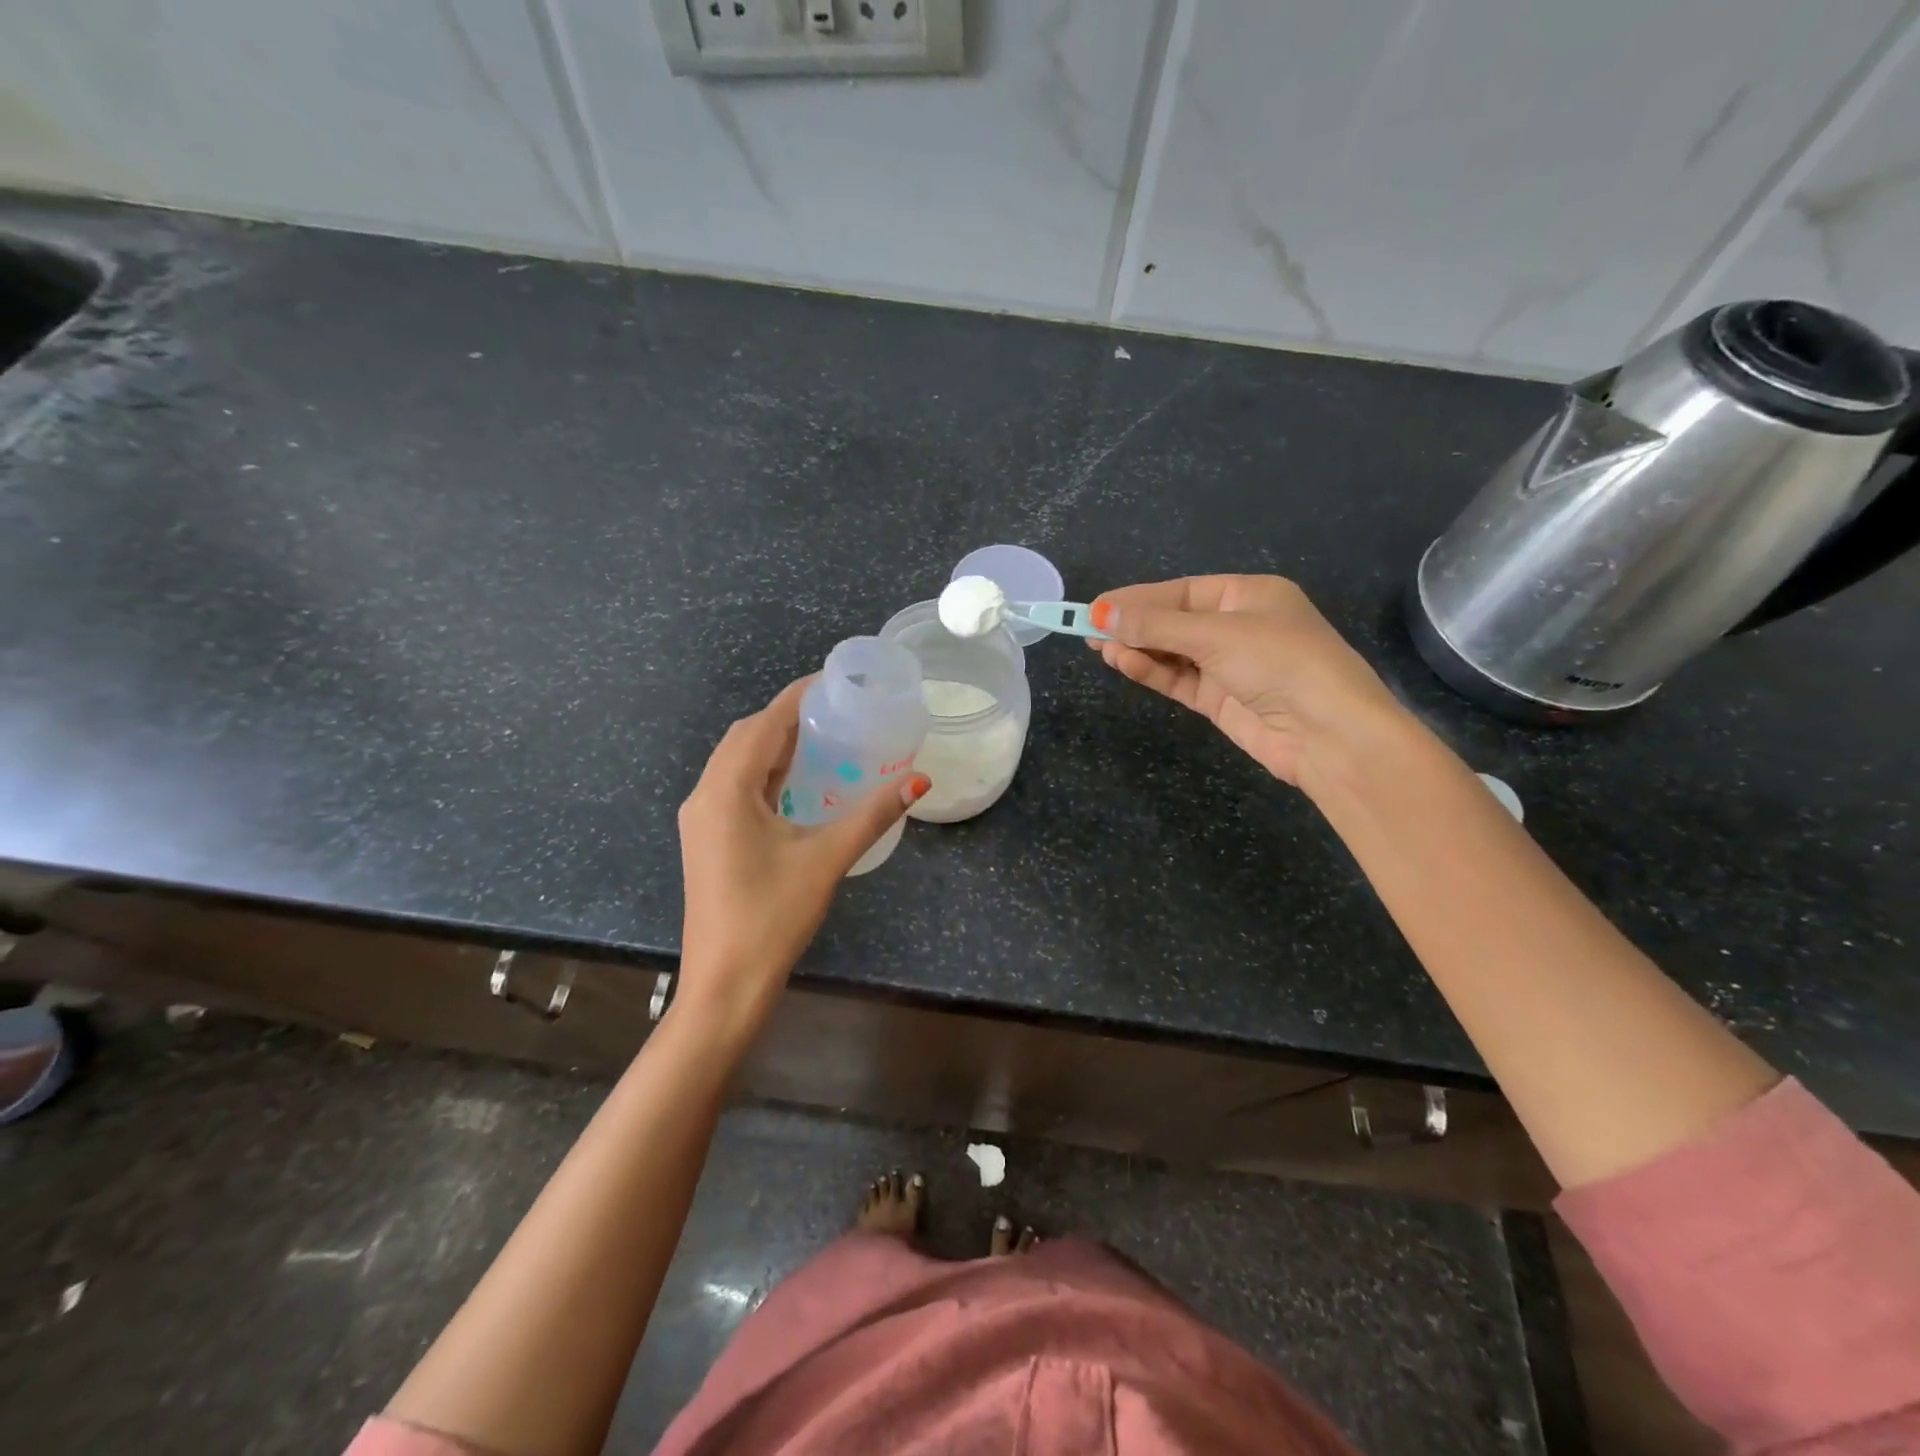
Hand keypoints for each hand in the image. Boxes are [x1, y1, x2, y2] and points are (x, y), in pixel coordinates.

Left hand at [676, 677, 929, 1038]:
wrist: (724, 984)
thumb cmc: (773, 916)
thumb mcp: (827, 858)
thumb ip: (873, 814)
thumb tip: (918, 779)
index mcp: (727, 789)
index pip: (765, 723)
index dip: (799, 696)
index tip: (836, 681)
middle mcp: (704, 794)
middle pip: (746, 736)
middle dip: (787, 717)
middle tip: (837, 711)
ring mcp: (700, 818)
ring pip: (736, 761)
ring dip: (774, 744)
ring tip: (823, 738)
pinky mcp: (706, 838)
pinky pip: (734, 786)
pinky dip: (764, 772)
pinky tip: (796, 781)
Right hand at [1089, 575, 1408, 786]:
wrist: (1329, 734)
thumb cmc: (1280, 662)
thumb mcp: (1216, 635)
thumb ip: (1156, 626)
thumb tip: (1100, 613)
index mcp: (1248, 595)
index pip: (1181, 591)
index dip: (1137, 598)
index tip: (1096, 606)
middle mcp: (1239, 626)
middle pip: (1174, 621)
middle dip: (1134, 625)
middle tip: (1087, 629)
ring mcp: (1229, 665)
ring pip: (1172, 652)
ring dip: (1138, 649)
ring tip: (1100, 648)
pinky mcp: (1221, 699)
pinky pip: (1178, 678)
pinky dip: (1152, 671)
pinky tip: (1123, 663)